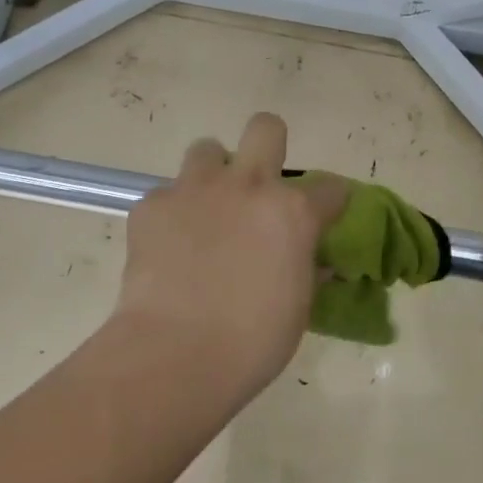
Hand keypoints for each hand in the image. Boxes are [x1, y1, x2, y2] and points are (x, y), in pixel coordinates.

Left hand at [111, 114, 346, 401]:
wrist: (176, 354)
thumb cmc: (252, 342)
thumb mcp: (297, 307)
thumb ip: (306, 270)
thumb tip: (313, 262)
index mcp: (292, 212)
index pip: (331, 187)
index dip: (331, 201)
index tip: (324, 217)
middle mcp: (247, 186)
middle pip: (265, 129)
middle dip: (267, 145)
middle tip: (258, 184)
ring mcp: (195, 190)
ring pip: (206, 151)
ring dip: (212, 174)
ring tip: (206, 211)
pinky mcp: (151, 205)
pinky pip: (165, 194)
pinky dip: (171, 214)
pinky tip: (168, 247)